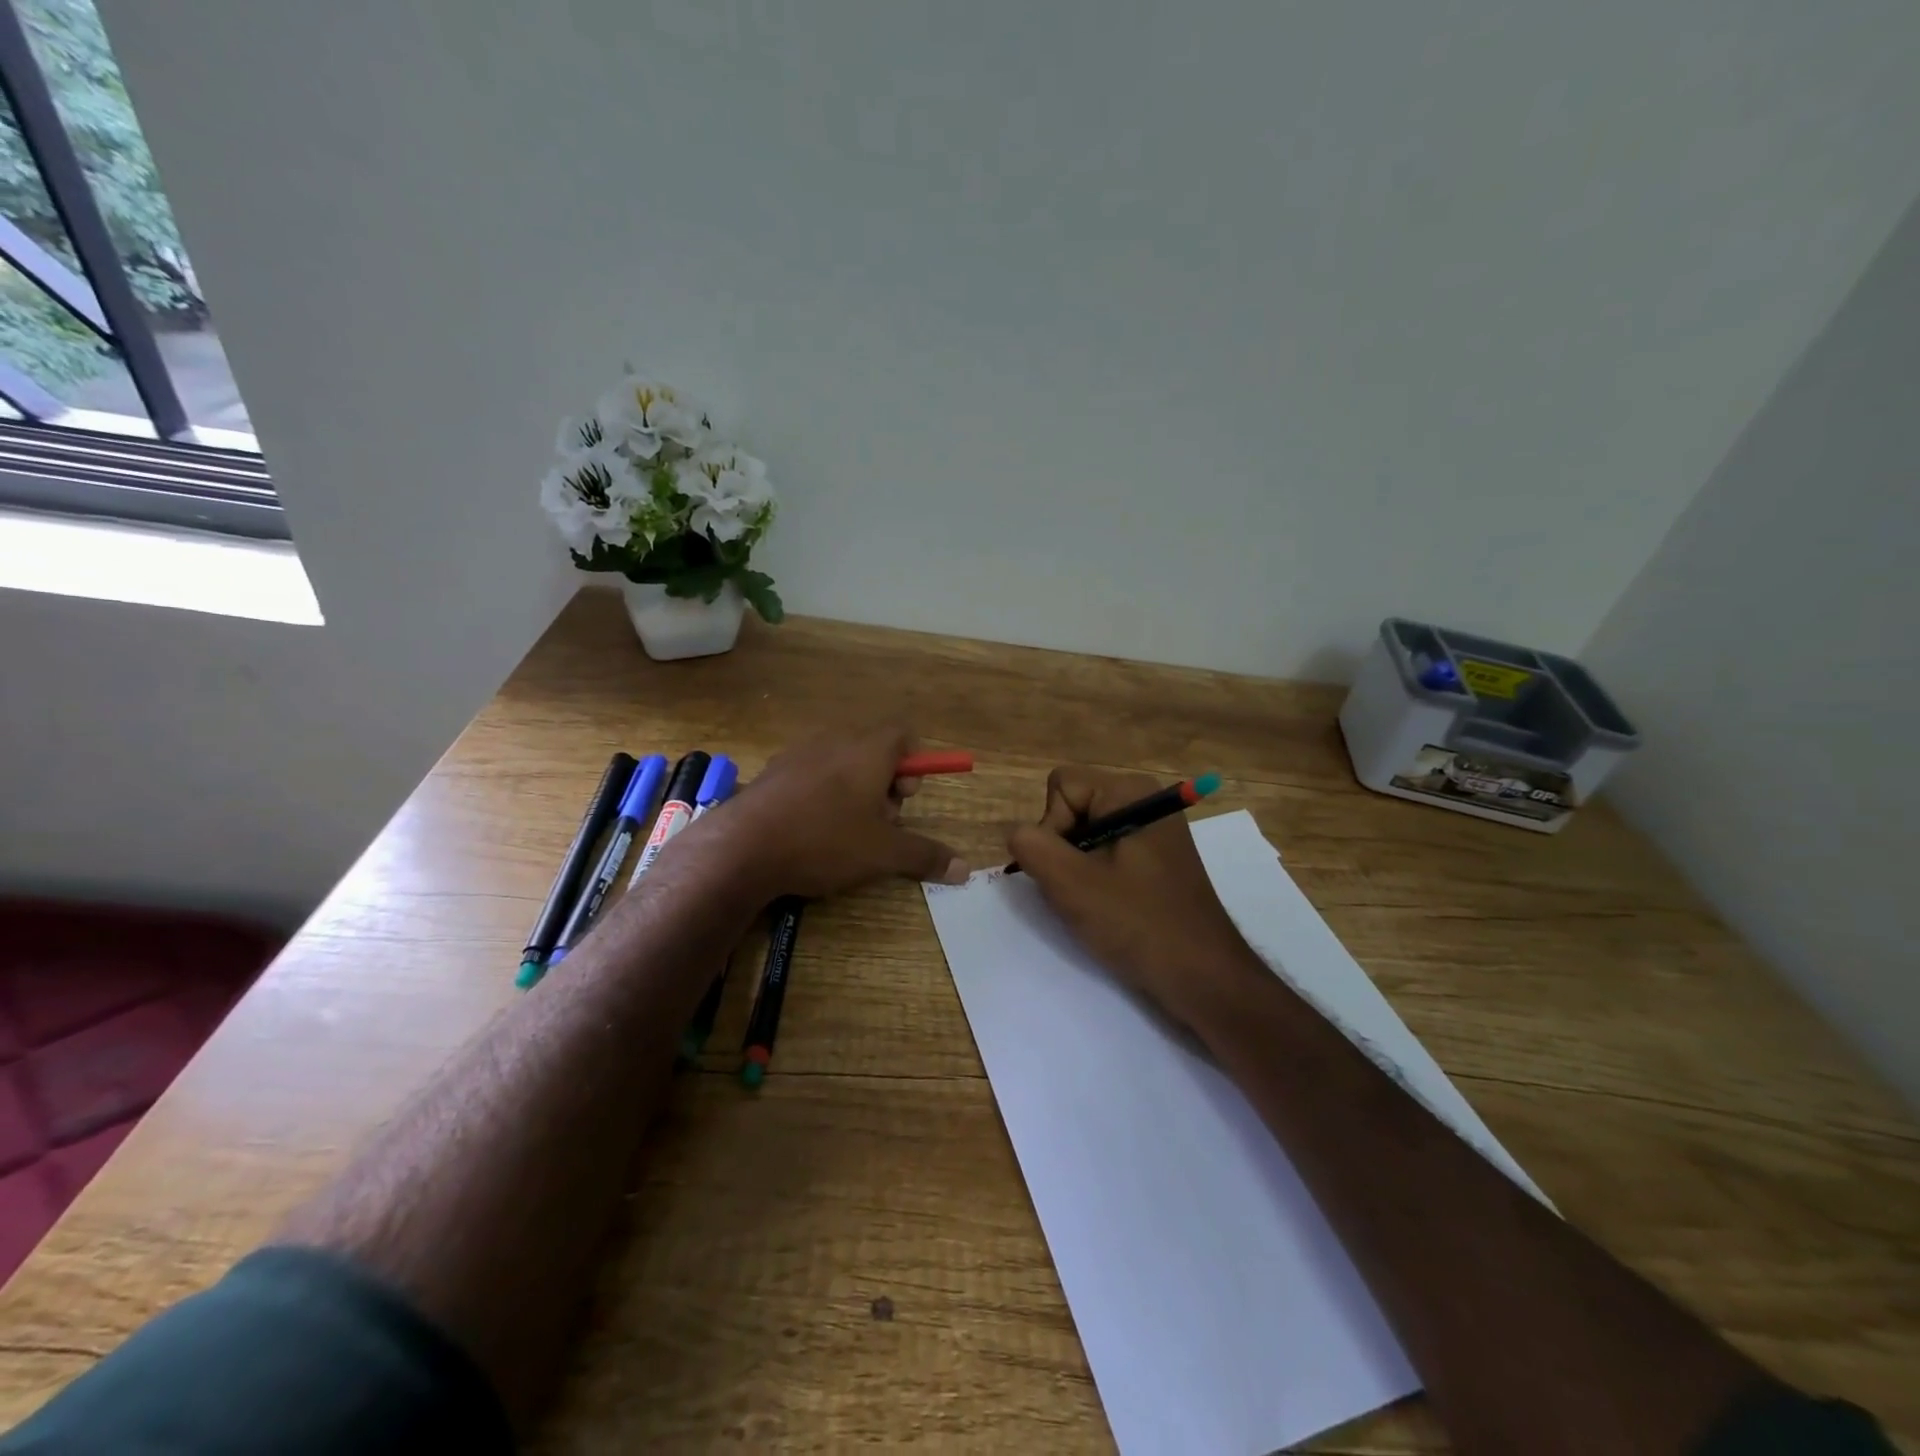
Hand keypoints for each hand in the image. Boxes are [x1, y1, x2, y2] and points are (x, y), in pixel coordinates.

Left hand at [698, 725, 968, 900]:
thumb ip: (925, 856)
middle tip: (879, 823)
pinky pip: (811, 774)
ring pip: (841, 763)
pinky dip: (821, 794)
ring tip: (844, 831)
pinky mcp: (772, 771)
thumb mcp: (882, 854)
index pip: (904, 734)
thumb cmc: (825, 840)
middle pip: (874, 750)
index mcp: (868, 750)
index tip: (904, 799)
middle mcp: (835, 741)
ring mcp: (799, 753)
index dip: (913, 765)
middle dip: (884, 785)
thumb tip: (965, 870)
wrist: (743, 847)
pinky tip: (810, 830)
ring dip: (853, 791)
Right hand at [1006, 767, 1265, 1028]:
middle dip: (1063, 848)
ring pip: (1084, 833)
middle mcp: (1145, 799)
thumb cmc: (1138, 924)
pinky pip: (1106, 852)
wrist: (1203, 976)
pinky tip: (1109, 907)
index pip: (1060, 786)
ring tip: (1095, 903)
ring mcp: (1154, 829)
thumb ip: (1030, 846)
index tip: (1070, 870)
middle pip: (1072, 806)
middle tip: (1081, 891)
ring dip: (1077, 868)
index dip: (1051, 827)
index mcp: (1130, 791)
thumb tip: (1018, 834)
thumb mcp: (1070, 883)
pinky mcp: (1157, 857)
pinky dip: (1096, 877)